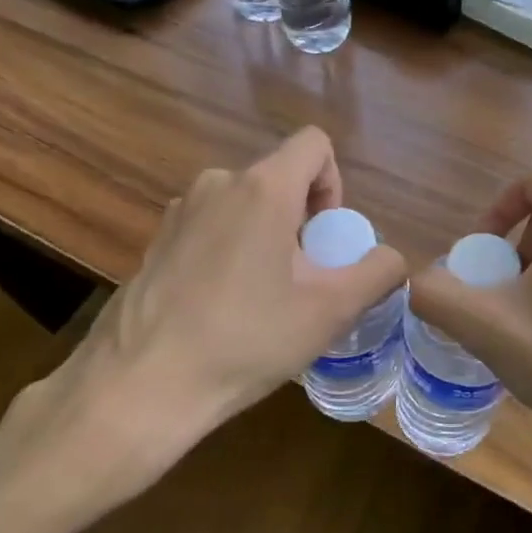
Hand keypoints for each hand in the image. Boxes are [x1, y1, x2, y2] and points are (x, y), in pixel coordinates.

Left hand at [0, 129, 406, 519]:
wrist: (140, 387)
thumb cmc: (246, 341)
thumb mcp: (330, 311)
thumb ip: (377, 272)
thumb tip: (391, 257)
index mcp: (262, 188)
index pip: (314, 145)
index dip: (334, 185)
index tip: (326, 241)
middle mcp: (217, 183)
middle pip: (280, 179)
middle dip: (303, 222)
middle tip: (301, 282)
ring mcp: (179, 211)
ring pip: (245, 206)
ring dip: (267, 238)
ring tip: (262, 300)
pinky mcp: (155, 241)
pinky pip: (212, 228)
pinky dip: (230, 252)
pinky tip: (221, 308)